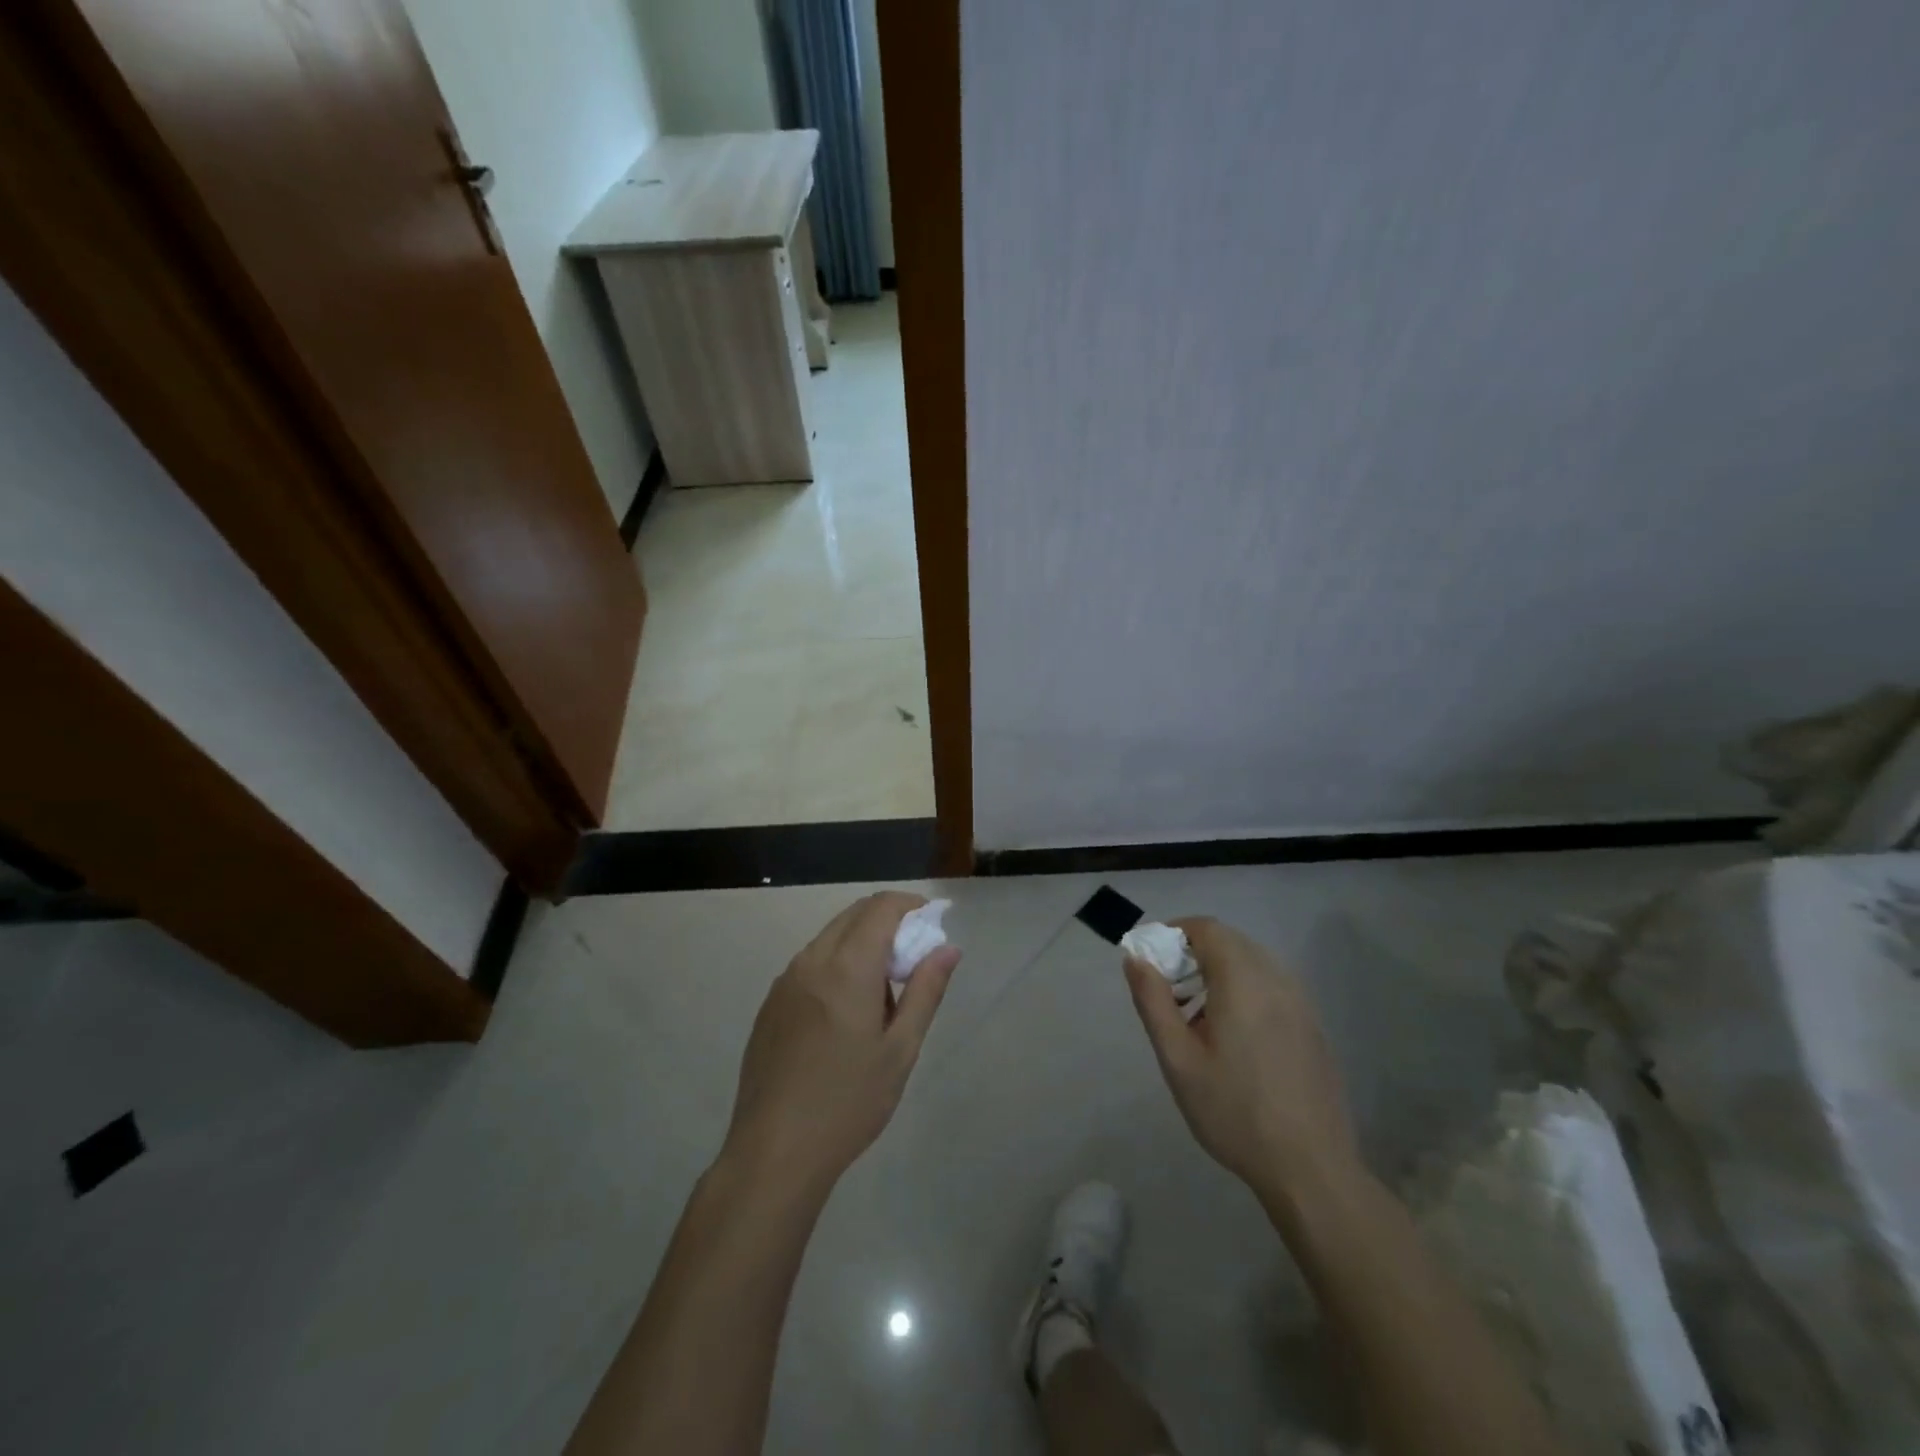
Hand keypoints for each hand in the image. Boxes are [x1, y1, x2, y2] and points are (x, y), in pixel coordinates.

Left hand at [720, 892, 960, 1200]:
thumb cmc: (849, 1102)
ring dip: (862, 943)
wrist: (774, 1152)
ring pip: (830, 937)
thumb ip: (925, 990)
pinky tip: (846, 1013)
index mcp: (847, 967)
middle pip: (854, 915)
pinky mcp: (771, 1003)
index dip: (910, 905)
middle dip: (888, 921)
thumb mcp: (900, 1049)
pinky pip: (810, 963)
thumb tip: (948, 948)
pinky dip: (837, 963)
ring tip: (883, 994)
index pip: (881, 908)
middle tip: (913, 958)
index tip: (932, 922)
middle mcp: (811, 961)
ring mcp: (785, 981)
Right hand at [1125, 917, 1361, 1205]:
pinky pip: (1272, 987)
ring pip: (1253, 963)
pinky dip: (1245, 990)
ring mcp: (1301, 1003)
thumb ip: (1153, 1002)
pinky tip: (1233, 1038)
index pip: (1207, 928)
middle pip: (1230, 942)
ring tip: (1197, 1018)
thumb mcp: (1178, 1060)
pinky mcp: (1312, 1026)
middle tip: (1168, 991)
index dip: (1174, 932)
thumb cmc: (1234, 1112)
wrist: (1310, 1168)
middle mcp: (1276, 980)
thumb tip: (1136, 959)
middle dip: (1194, 953)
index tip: (1152, 960)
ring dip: (1220, 972)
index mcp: (1242, 981)